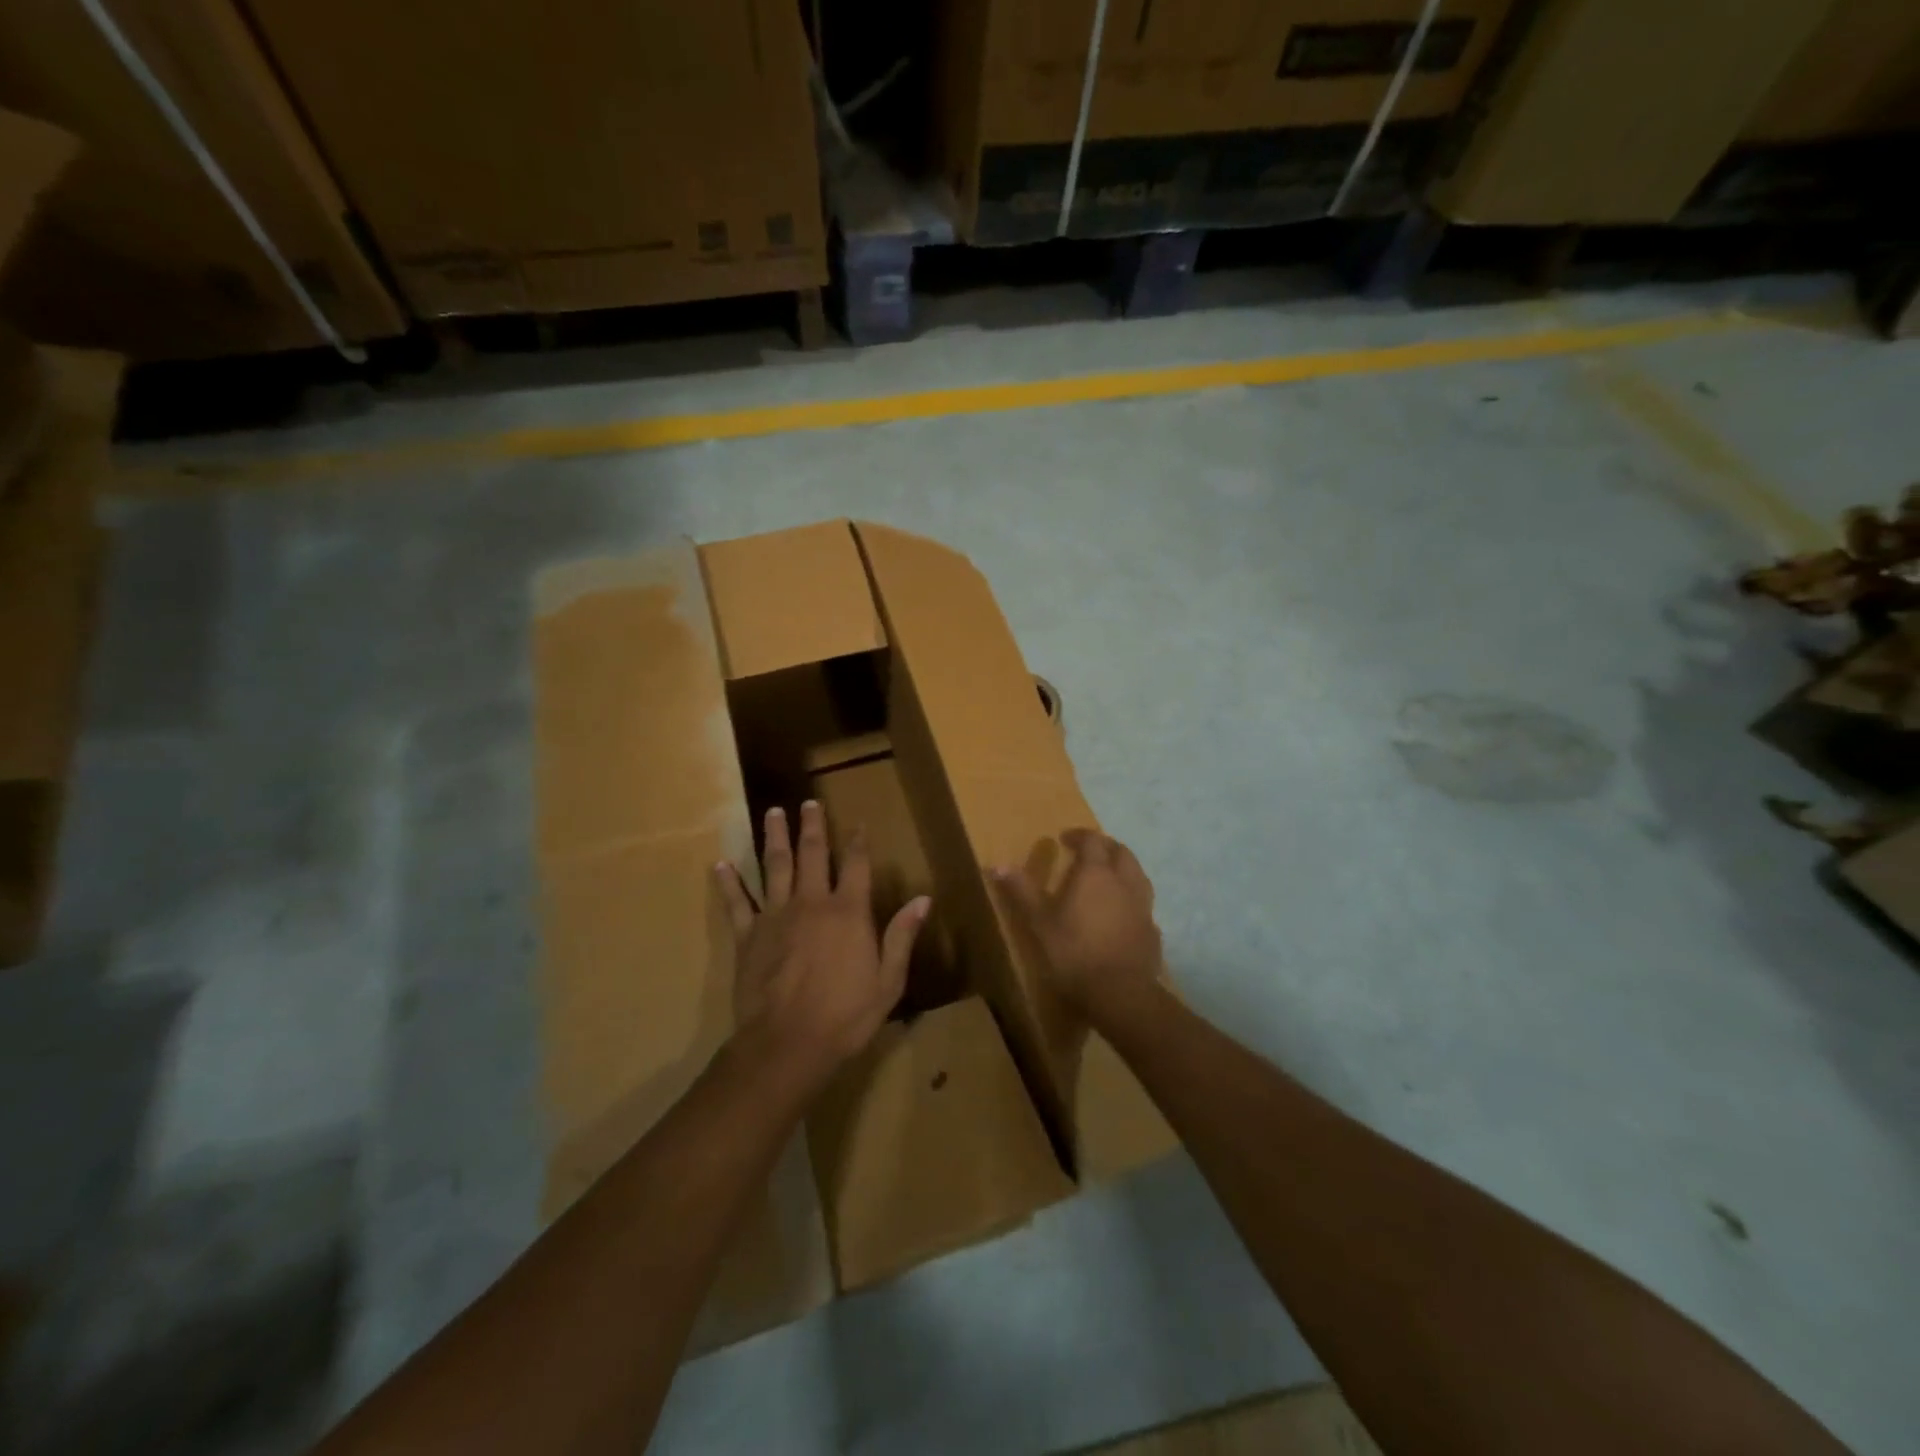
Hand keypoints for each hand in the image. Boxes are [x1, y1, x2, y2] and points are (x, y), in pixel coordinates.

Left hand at [716, 801, 928, 1098]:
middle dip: (811, 826)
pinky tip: (720, 864)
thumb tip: (923, 899)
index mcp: (848, 912)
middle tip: (807, 803)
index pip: (856, 865)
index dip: (858, 842)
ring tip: (772, 813)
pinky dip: (728, 882)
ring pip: (774, 867)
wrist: (787, 1044)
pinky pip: (736, 903)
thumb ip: (901, 936)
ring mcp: (775, 916)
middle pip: (812, 854)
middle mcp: (811, 903)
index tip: (858, 824)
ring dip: (774, 838)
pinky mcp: (748, 935)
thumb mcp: (888, 981)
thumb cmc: (845, 1015)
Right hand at [993, 829, 1163, 1023]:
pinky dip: (1131, 899)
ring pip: (1138, 875)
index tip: (1065, 839)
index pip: (1093, 840)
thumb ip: (1022, 891)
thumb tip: (997, 865)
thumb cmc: (1074, 953)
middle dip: (1105, 847)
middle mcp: (1124, 882)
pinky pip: (1143, 904)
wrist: (1120, 994)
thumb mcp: (1040, 922)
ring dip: (1123, 869)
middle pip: (1121, 852)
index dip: (1079, 835)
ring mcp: (1143, 906)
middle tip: (1088, 853)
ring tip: (1107, 878)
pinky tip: (1122, 913)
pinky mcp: (1153, 930)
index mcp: (1096, 873)